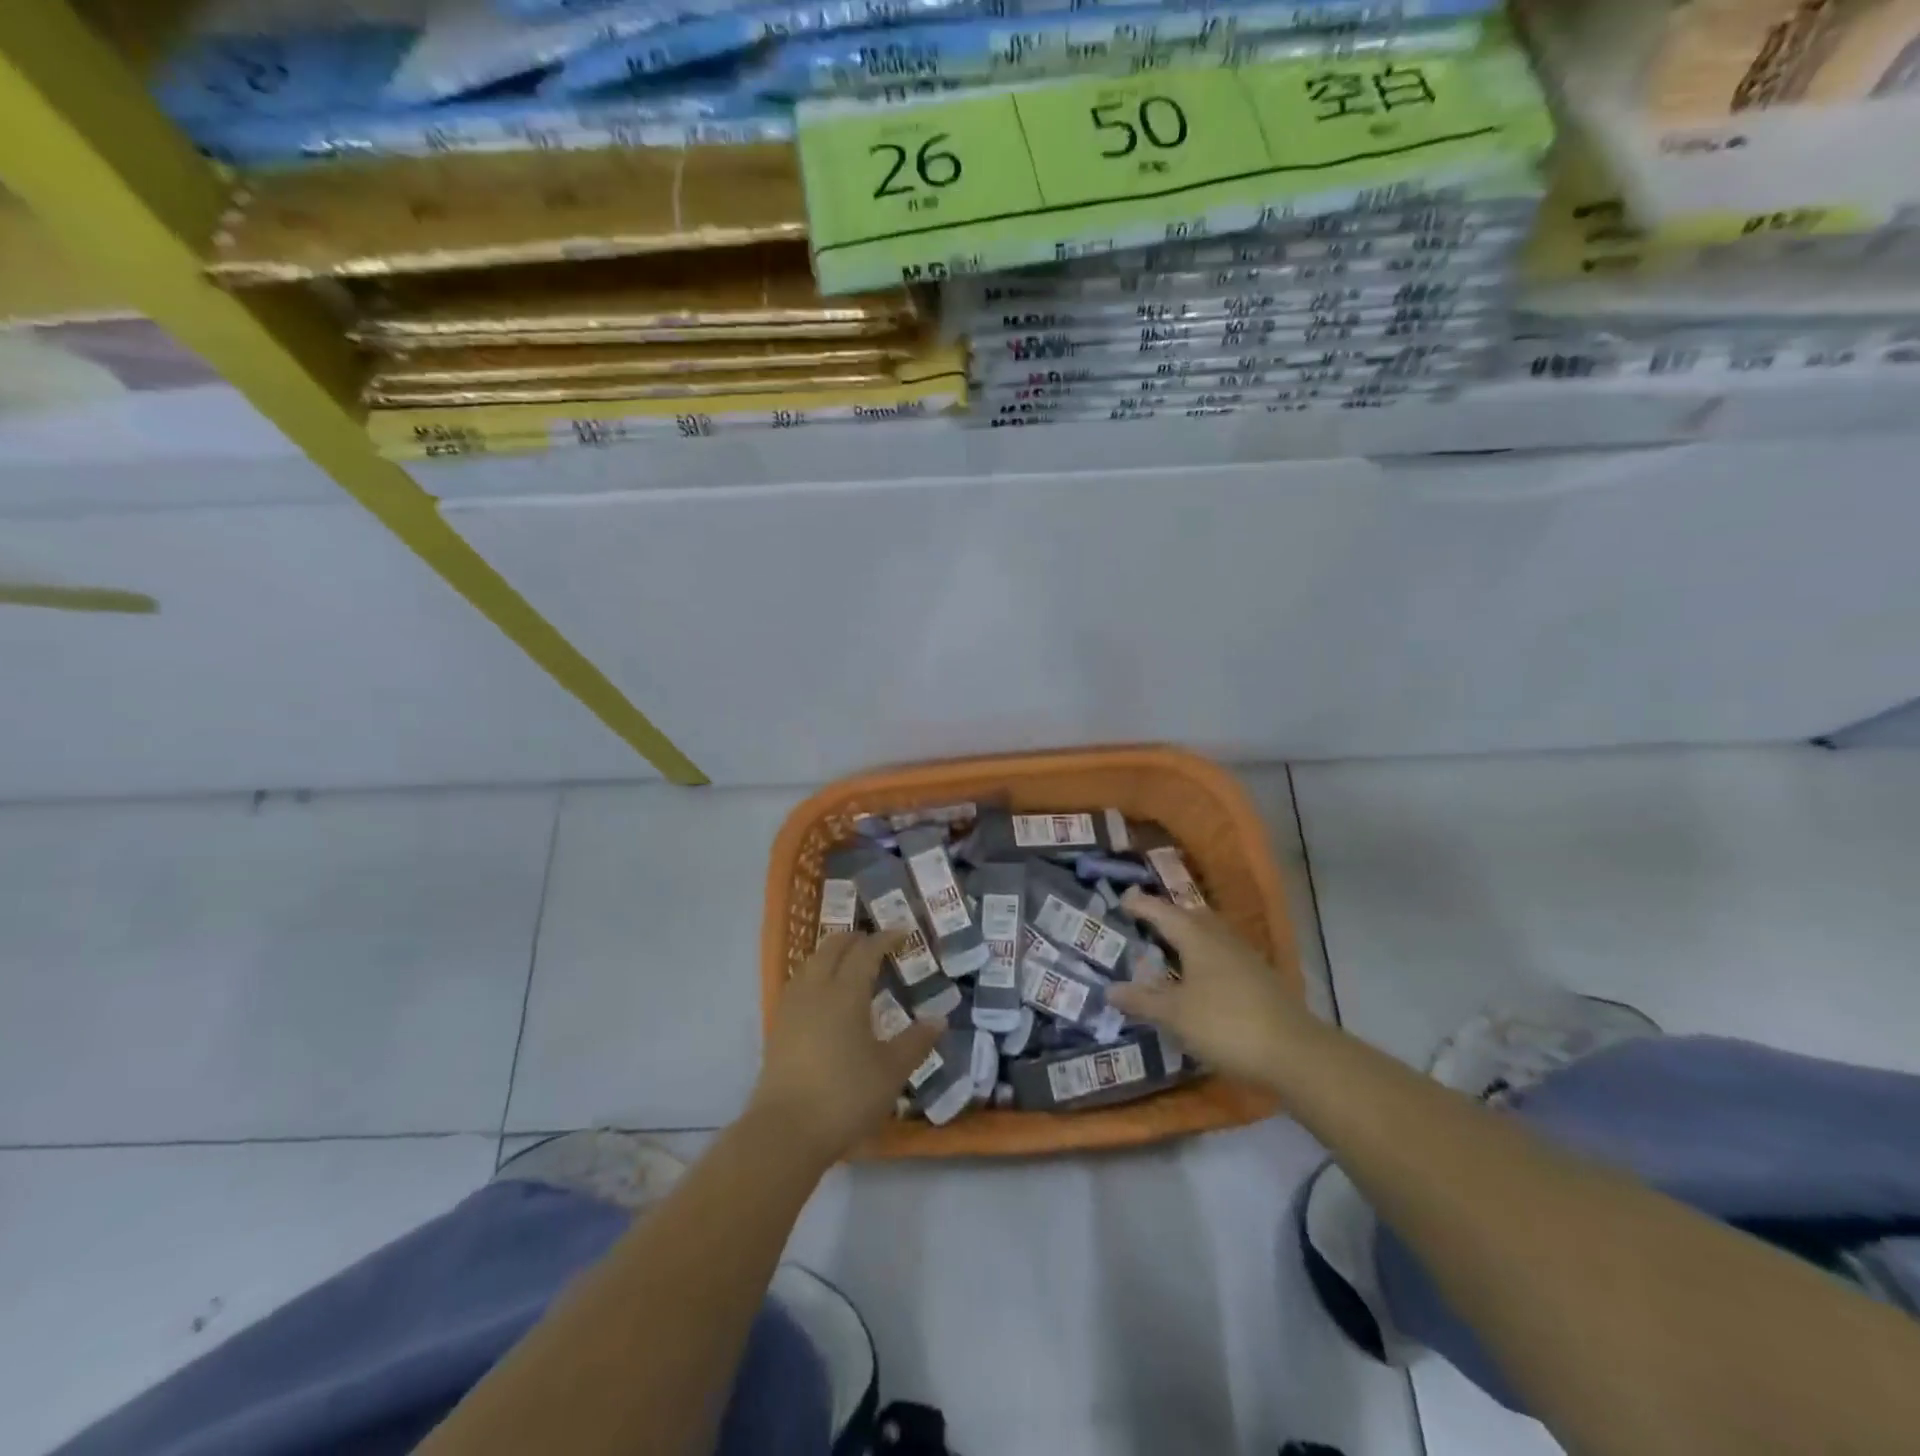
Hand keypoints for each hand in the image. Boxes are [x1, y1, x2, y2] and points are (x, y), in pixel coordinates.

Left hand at [750, 930, 944, 1163]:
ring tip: (850, 965)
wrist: (785, 1132)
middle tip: (876, 944)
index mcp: (845, 992)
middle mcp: (816, 990)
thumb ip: (915, 1042)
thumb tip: (939, 1019)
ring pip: (812, 963)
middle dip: (855, 939)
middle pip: (832, 948)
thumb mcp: (891, 1072)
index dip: (885, 938)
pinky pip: (800, 984)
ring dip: (832, 955)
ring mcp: (792, 1007)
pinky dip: (816, 975)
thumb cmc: (845, 1096)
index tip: (903, 932)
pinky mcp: (777, 1027)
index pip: (866, 951)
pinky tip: (824, 996)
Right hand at [1107, 890, 1307, 1083]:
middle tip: (1146, 922)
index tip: (1122, 900)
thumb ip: (1142, 1000)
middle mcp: (1221, 938)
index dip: (1141, 906)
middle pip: (1190, 916)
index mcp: (1197, 937)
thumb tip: (1110, 989)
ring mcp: (1245, 956)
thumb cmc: (1225, 1025)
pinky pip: (1223, 953)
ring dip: (1189, 935)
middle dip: (1167, 916)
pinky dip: (1205, 955)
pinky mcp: (1260, 977)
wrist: (1294, 1053)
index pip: (1162, 912)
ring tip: (1170, 948)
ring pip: (1210, 934)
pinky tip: (1201, 977)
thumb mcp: (1175, 1015)